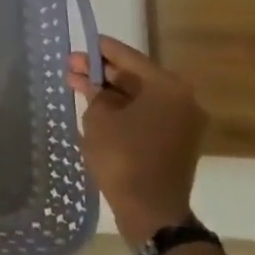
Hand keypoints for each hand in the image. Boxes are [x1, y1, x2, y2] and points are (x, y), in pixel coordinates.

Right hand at [67, 36, 206, 245]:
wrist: (151, 211)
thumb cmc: (123, 157)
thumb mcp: (99, 118)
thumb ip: (94, 91)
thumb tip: (92, 80)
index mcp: (167, 87)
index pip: (127, 57)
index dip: (100, 49)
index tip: (80, 43)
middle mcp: (182, 99)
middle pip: (135, 76)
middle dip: (102, 72)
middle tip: (71, 68)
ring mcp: (183, 122)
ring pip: (140, 96)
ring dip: (110, 91)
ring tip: (77, 86)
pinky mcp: (177, 141)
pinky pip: (147, 114)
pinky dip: (123, 109)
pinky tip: (96, 108)